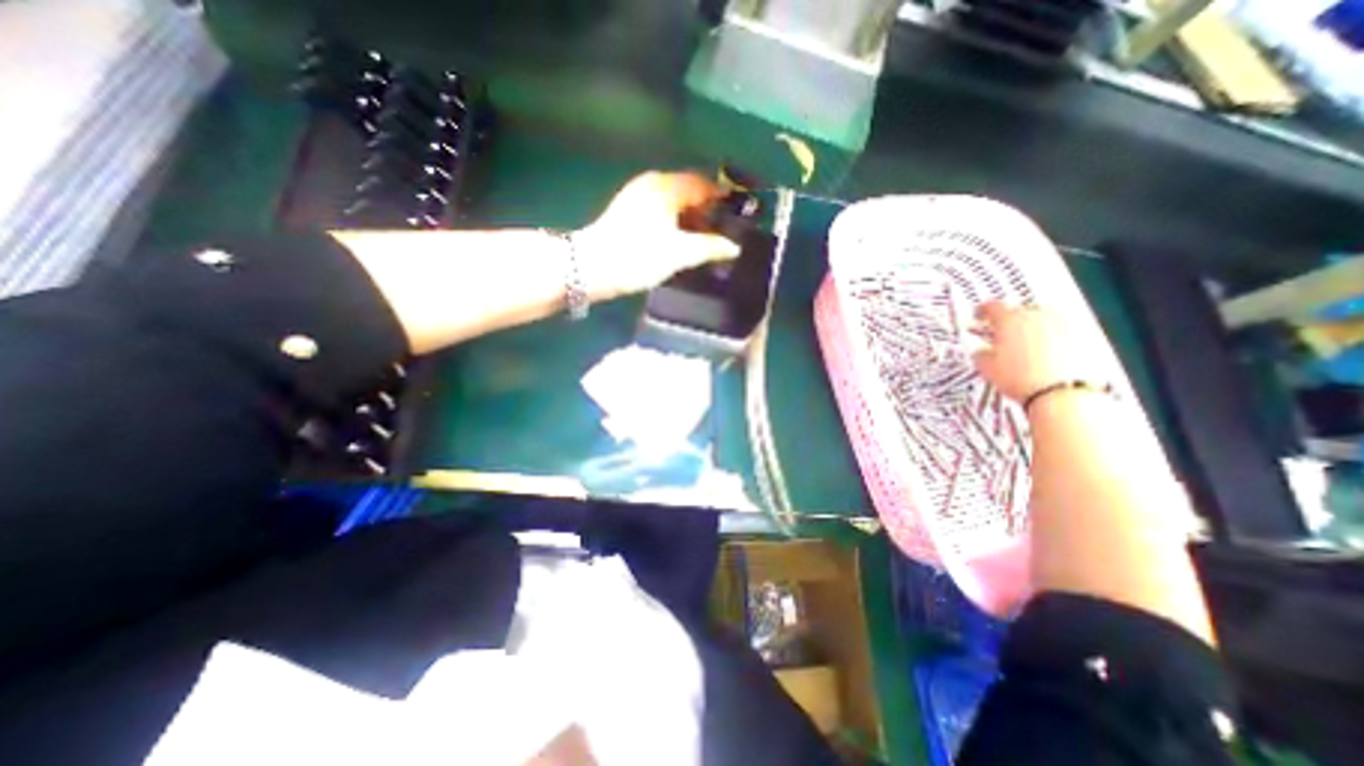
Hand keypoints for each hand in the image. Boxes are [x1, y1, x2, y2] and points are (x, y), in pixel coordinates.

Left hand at [573, 172, 744, 297]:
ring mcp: (637, 195)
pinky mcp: (628, 210)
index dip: (722, 197)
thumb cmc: (639, 257)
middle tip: (722, 231)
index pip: (703, 183)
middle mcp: (652, 183)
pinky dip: (675, 220)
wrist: (592, 267)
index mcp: (667, 187)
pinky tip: (680, 239)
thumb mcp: (679, 253)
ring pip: (674, 200)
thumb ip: (709, 247)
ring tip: (703, 239)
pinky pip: (661, 208)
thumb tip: (734, 247)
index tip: (736, 215)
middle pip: (688, 190)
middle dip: (707, 209)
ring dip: (690, 216)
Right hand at [968, 302, 1106, 403]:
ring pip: (1042, 319)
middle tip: (999, 333)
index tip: (980, 314)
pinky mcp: (1083, 337)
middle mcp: (1037, 316)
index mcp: (1010, 319)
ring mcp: (1062, 324)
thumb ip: (981, 354)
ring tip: (1023, 344)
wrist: (1062, 394)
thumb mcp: (987, 368)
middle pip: (1020, 310)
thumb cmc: (1022, 379)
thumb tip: (981, 351)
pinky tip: (1044, 353)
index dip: (983, 310)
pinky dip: (1050, 338)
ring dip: (1031, 328)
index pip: (993, 306)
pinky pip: (1061, 331)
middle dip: (1008, 320)